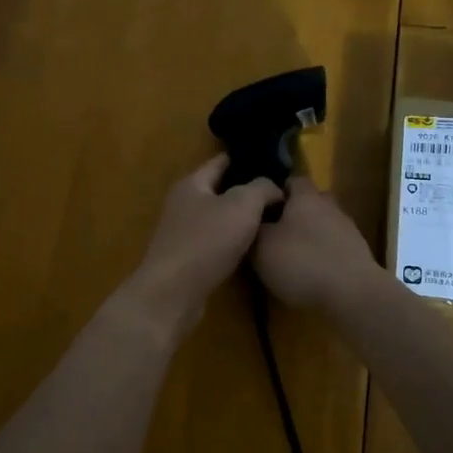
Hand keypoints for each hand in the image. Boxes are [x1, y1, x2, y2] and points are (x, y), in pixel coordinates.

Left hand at [118, 157, 282, 341]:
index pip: (221, 162)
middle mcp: (183, 203)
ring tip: (272, 219)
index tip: (274, 162)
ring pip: (218, 217)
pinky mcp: (187, 259)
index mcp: (192, 183)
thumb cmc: (206, 241)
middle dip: (246, 190)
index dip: (246, 159)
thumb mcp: (242, 206)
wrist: (173, 293)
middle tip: (279, 193)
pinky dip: (233, 240)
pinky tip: (252, 247)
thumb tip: (275, 187)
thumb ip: (262, 188)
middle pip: (219, 189)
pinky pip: (215, 241)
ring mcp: (182, 232)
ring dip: (240, 218)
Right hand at [252, 177, 382, 314]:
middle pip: (310, 202)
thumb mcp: (261, 247)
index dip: (276, 191)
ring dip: (309, 236)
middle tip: (274, 232)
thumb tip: (252, 220)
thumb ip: (254, 229)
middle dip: (293, 214)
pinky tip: (311, 274)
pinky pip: (334, 248)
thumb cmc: (302, 262)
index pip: (292, 180)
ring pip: (324, 225)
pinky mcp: (358, 255)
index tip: (260, 207)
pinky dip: (323, 256)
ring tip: (291, 257)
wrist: (352, 294)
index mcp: (306, 197)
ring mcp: (348, 231)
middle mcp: (330, 206)